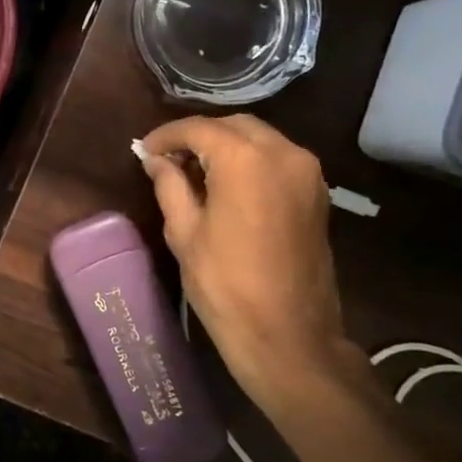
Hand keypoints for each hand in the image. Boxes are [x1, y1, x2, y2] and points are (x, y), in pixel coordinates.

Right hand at [139, 114, 348, 403]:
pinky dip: (249, 160)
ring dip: (225, 146)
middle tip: (167, 159)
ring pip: (258, 138)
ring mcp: (307, 172)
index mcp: (246, 160)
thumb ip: (169, 185)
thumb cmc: (225, 284)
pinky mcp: (317, 193)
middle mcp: (283, 153)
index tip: (144, 150)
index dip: (166, 136)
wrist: (288, 335)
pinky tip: (225, 184)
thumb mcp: (184, 233)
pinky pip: (277, 159)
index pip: (198, 129)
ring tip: (194, 172)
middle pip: (233, 126)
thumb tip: (156, 160)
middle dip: (198, 136)